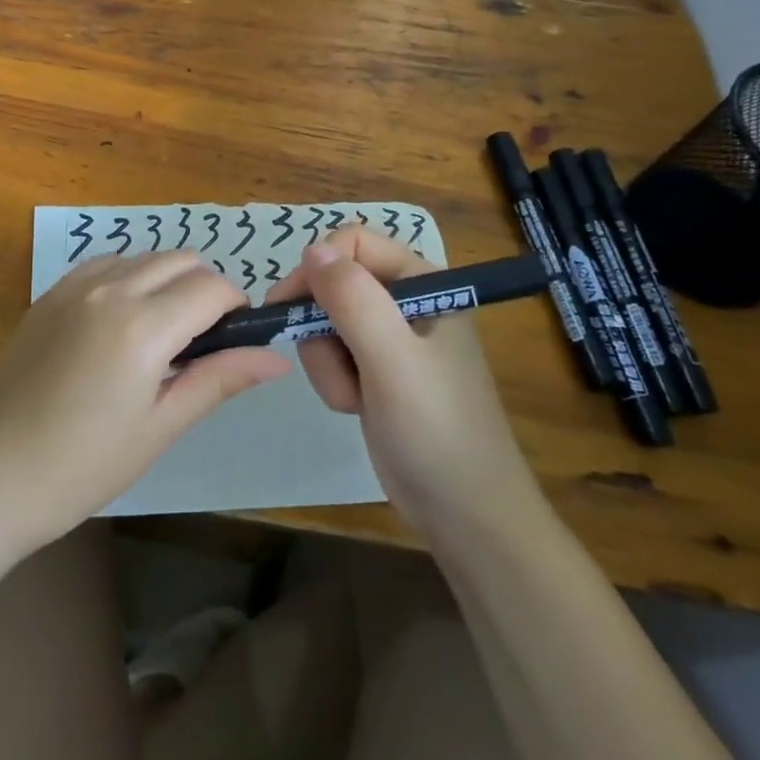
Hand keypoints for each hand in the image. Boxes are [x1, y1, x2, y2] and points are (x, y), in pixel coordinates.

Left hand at [0, 251, 288, 554]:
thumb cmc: (85, 465)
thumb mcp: (161, 426)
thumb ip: (220, 379)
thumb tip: (277, 357)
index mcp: (142, 325)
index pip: (213, 287)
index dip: (236, 307)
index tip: (235, 339)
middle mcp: (111, 289)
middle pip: (182, 260)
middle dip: (206, 289)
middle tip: (202, 340)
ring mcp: (75, 285)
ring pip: (145, 257)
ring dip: (168, 280)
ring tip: (161, 333)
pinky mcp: (51, 291)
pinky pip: (107, 264)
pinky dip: (129, 278)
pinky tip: (121, 321)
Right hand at [273, 228, 535, 538]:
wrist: (466, 516)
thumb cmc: (436, 429)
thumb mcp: (392, 359)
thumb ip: (353, 299)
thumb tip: (311, 249)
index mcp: (424, 281)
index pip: (353, 243)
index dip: (318, 269)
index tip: (293, 308)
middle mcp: (407, 300)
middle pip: (334, 281)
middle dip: (321, 325)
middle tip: (328, 363)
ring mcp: (391, 337)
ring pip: (326, 319)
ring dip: (326, 360)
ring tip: (352, 397)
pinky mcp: (377, 369)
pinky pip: (333, 352)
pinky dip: (333, 378)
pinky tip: (355, 406)